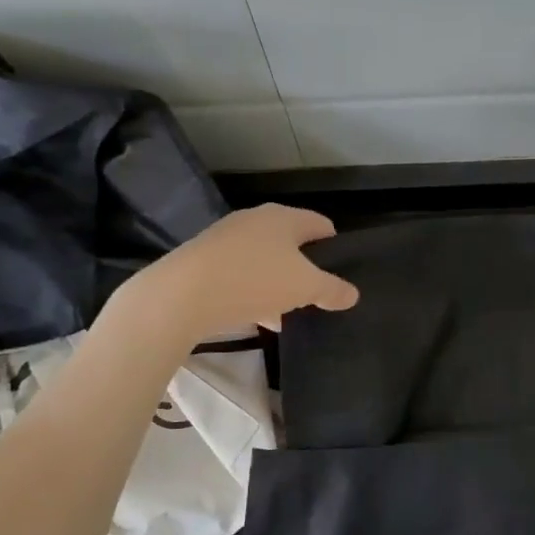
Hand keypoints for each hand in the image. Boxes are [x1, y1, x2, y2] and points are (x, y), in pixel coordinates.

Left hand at [130, 203, 359, 336]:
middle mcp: (255, 219)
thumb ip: (332, 289)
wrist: (182, 294)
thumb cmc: (254, 281)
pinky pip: (239, 273)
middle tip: (316, 292)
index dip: (334, 243)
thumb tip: (353, 294)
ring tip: (288, 312)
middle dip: (304, 266)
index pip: (320, 223)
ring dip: (277, 282)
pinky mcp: (204, 259)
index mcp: (284, 217)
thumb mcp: (304, 288)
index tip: (342, 266)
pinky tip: (257, 317)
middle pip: (290, 241)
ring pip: (264, 259)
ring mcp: (226, 237)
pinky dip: (252, 291)